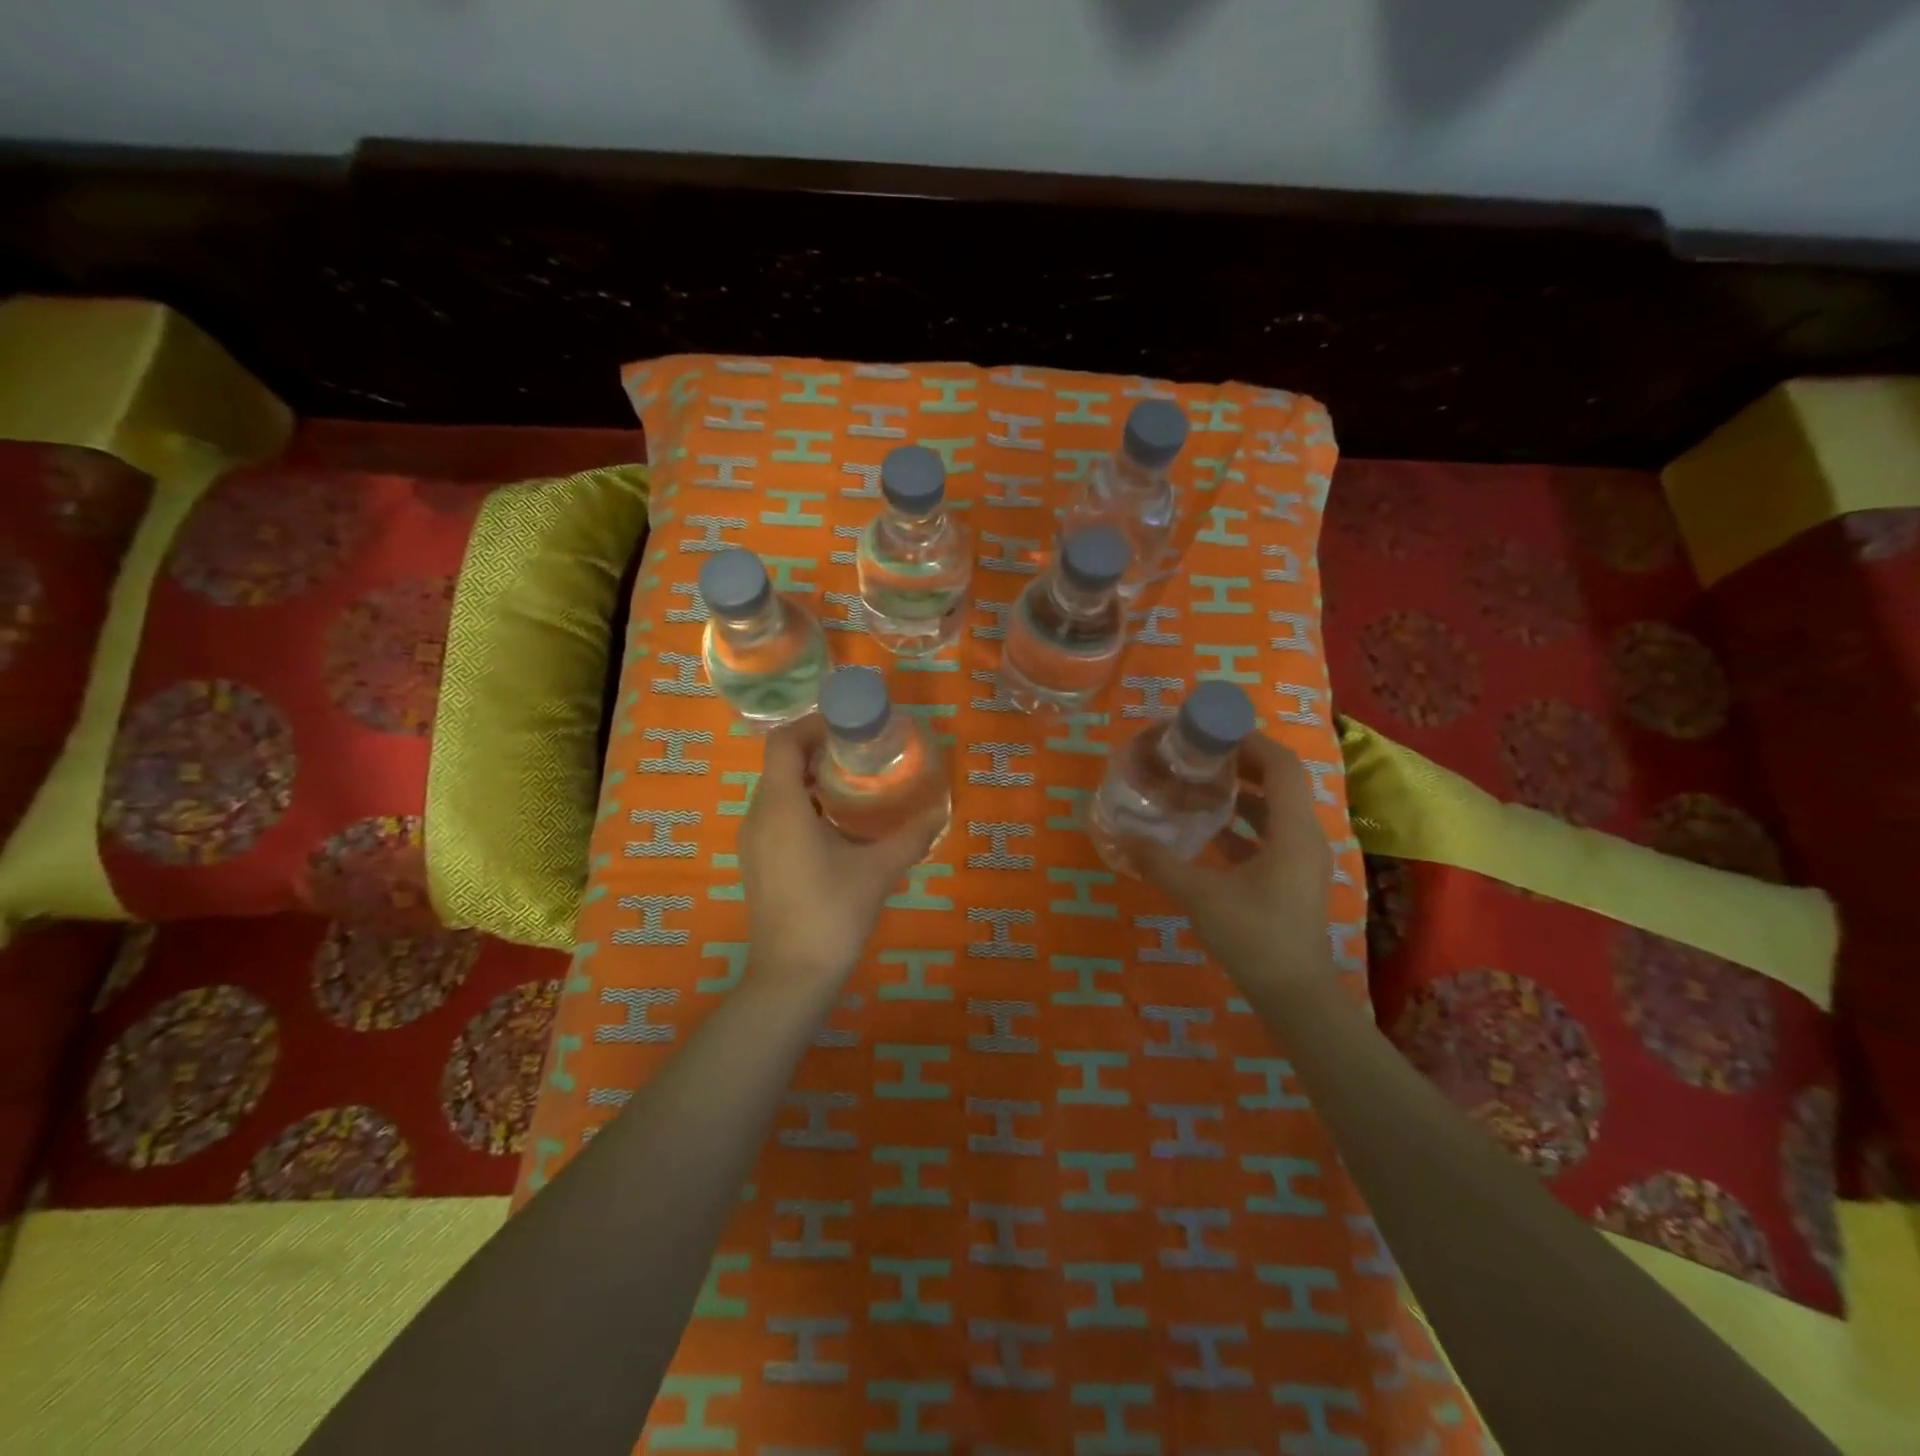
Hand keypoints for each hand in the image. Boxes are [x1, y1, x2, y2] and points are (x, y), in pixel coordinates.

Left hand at [738, 715, 945, 985]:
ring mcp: (753, 842)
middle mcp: (758, 816)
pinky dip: (803, 805)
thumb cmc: (832, 914)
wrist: (791, 977)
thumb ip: (911, 836)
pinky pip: (776, 816)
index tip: (849, 728)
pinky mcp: (757, 863)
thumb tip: (940, 810)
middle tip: (861, 754)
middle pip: (781, 764)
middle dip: (819, 751)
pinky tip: (837, 825)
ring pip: (778, 791)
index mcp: (781, 807)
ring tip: (854, 785)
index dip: (813, 725)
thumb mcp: (878, 870)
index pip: (783, 742)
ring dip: (811, 780)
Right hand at [1124, 732, 1333, 988]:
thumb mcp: (1199, 895)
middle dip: (1243, 764)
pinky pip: (1272, 837)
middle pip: (1281, 783)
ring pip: (1277, 811)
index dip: (1252, 742)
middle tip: (1201, 755)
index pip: (1282, 766)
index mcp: (1293, 830)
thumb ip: (1160, 861)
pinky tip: (1210, 832)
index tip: (1214, 732)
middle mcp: (1305, 837)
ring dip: (1243, 795)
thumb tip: (1124, 834)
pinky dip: (1244, 826)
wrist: (1294, 995)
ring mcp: (1302, 861)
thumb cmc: (1253, 936)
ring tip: (1201, 786)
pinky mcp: (1293, 881)